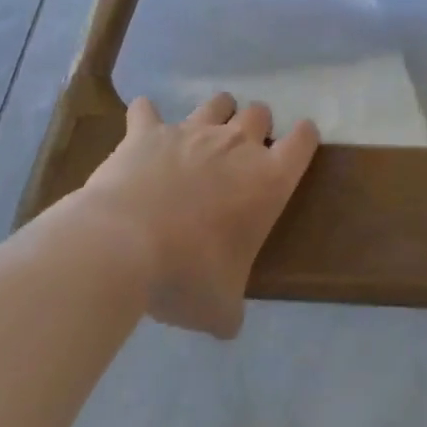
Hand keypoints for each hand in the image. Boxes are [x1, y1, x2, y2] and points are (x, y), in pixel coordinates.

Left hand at [79, 92, 318, 338]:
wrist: (122, 245)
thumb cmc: (186, 274)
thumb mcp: (220, 307)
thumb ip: (232, 309)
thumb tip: (228, 323)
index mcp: (267, 180)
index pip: (303, 141)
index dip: (304, 139)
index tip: (298, 146)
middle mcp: (235, 145)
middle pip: (260, 113)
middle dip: (257, 126)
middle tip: (243, 153)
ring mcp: (191, 132)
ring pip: (216, 103)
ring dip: (216, 113)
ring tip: (205, 133)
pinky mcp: (148, 132)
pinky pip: (147, 111)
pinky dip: (146, 118)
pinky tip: (142, 128)